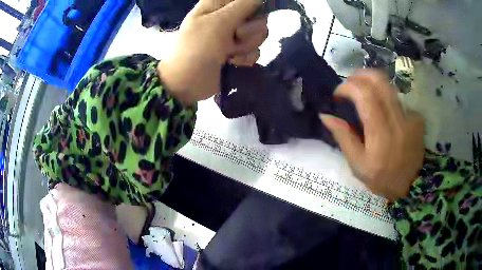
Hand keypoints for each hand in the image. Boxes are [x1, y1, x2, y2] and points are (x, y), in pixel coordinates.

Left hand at [158, 0, 267, 104]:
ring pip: (258, 34)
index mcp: (218, 5)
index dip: (254, 6)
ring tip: (229, 53)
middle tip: (235, 36)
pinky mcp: (237, 52)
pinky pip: (255, 50)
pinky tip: (232, 62)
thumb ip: (242, 5)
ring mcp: (233, 35)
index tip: (249, 16)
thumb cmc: (197, 48)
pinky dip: (245, 58)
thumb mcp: (218, 22)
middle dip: (250, 29)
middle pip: (258, 16)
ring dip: (246, 46)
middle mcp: (228, 17)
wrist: (186, 83)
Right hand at [320, 70, 425, 200]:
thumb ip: (344, 138)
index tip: (338, 94)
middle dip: (360, 75)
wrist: (411, 185)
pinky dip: (385, 98)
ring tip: (363, 93)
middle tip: (349, 83)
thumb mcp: (358, 165)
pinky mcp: (416, 117)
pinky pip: (397, 98)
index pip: (364, 94)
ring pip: (389, 85)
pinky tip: (382, 111)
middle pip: (379, 81)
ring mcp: (410, 116)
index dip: (348, 86)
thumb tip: (326, 116)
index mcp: (380, 134)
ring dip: (372, 83)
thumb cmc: (382, 178)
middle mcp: (397, 119)